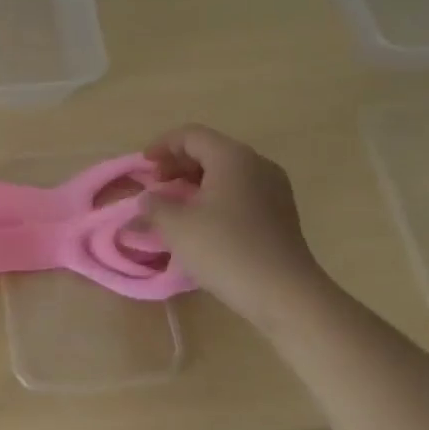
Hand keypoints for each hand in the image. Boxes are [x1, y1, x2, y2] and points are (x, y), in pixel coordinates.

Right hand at [141, 125, 324, 323]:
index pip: (191, 135)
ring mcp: (274, 189)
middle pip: (211, 150)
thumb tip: (149, 198)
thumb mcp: (177, 226)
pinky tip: (203, 223)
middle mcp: (257, 164)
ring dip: (197, 183)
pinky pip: (242, 192)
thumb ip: (155, 205)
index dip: (162, 146)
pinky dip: (217, 197)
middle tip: (157, 186)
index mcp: (232, 157)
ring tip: (176, 206)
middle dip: (178, 164)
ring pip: (227, 172)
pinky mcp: (281, 214)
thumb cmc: (225, 249)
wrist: (285, 294)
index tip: (144, 166)